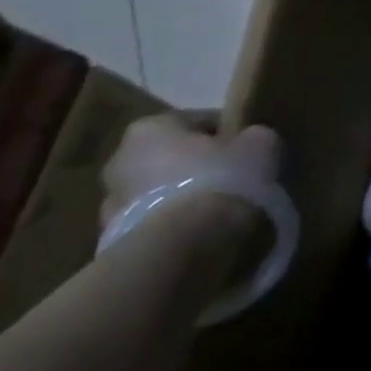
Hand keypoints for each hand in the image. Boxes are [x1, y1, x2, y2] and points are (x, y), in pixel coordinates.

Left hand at [101, 113, 281, 246]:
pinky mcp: (114, 242)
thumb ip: (253, 136)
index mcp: (150, 128)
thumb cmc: (219, 179)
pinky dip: (175, 226)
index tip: (249, 150)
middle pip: (173, 158)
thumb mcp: (259, 143)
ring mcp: (110, 206)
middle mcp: (119, 161)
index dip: (229, 134)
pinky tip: (203, 234)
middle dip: (199, 167)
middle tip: (234, 179)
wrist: (181, 248)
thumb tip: (250, 142)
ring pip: (161, 193)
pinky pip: (155, 224)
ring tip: (220, 211)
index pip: (199, 122)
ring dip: (184, 198)